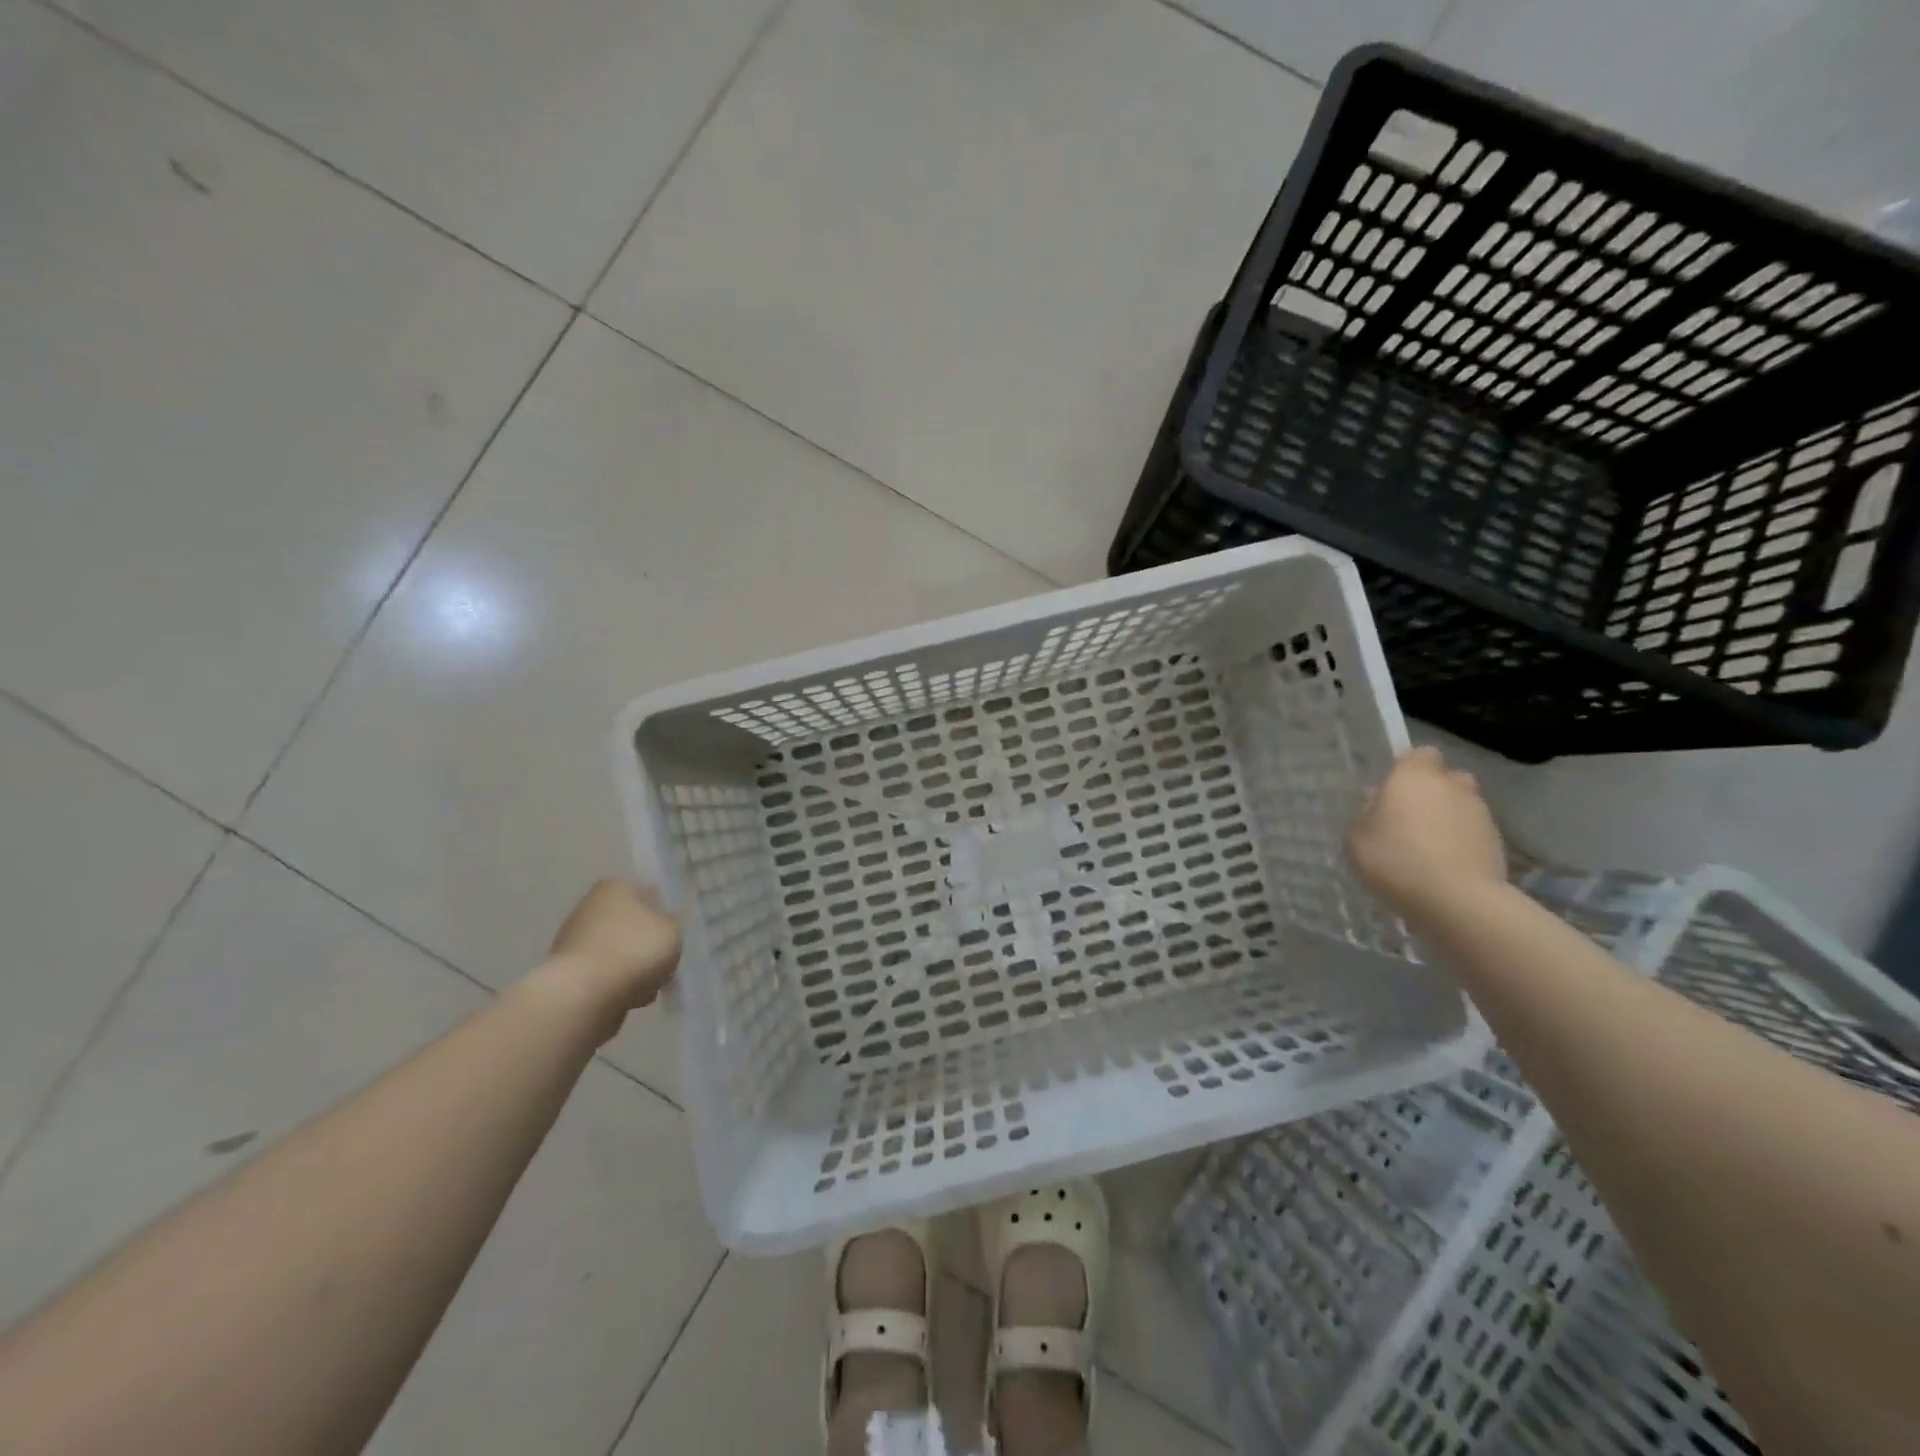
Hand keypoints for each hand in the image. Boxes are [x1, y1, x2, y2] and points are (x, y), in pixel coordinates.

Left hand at [543, 880, 681, 1034]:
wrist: (583, 996)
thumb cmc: (634, 951)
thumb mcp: (673, 931)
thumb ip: (673, 924)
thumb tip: (664, 926)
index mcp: (615, 887)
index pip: (648, 894)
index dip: (664, 914)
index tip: (673, 936)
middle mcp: (589, 906)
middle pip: (630, 924)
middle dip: (646, 944)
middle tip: (663, 963)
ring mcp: (572, 940)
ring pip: (617, 951)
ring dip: (632, 967)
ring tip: (648, 987)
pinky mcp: (565, 972)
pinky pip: (602, 974)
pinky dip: (615, 984)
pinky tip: (628, 998)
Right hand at [1347, 746, 1507, 916]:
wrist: (1456, 900)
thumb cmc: (1395, 860)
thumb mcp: (1356, 839)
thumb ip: (1366, 815)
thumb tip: (1378, 803)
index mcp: (1414, 776)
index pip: (1419, 754)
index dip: (1408, 769)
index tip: (1393, 790)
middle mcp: (1452, 786)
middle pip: (1446, 778)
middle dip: (1433, 792)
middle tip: (1411, 818)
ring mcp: (1480, 813)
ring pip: (1462, 806)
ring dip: (1448, 818)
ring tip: (1428, 848)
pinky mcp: (1498, 843)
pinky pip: (1473, 833)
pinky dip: (1462, 843)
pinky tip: (1444, 867)